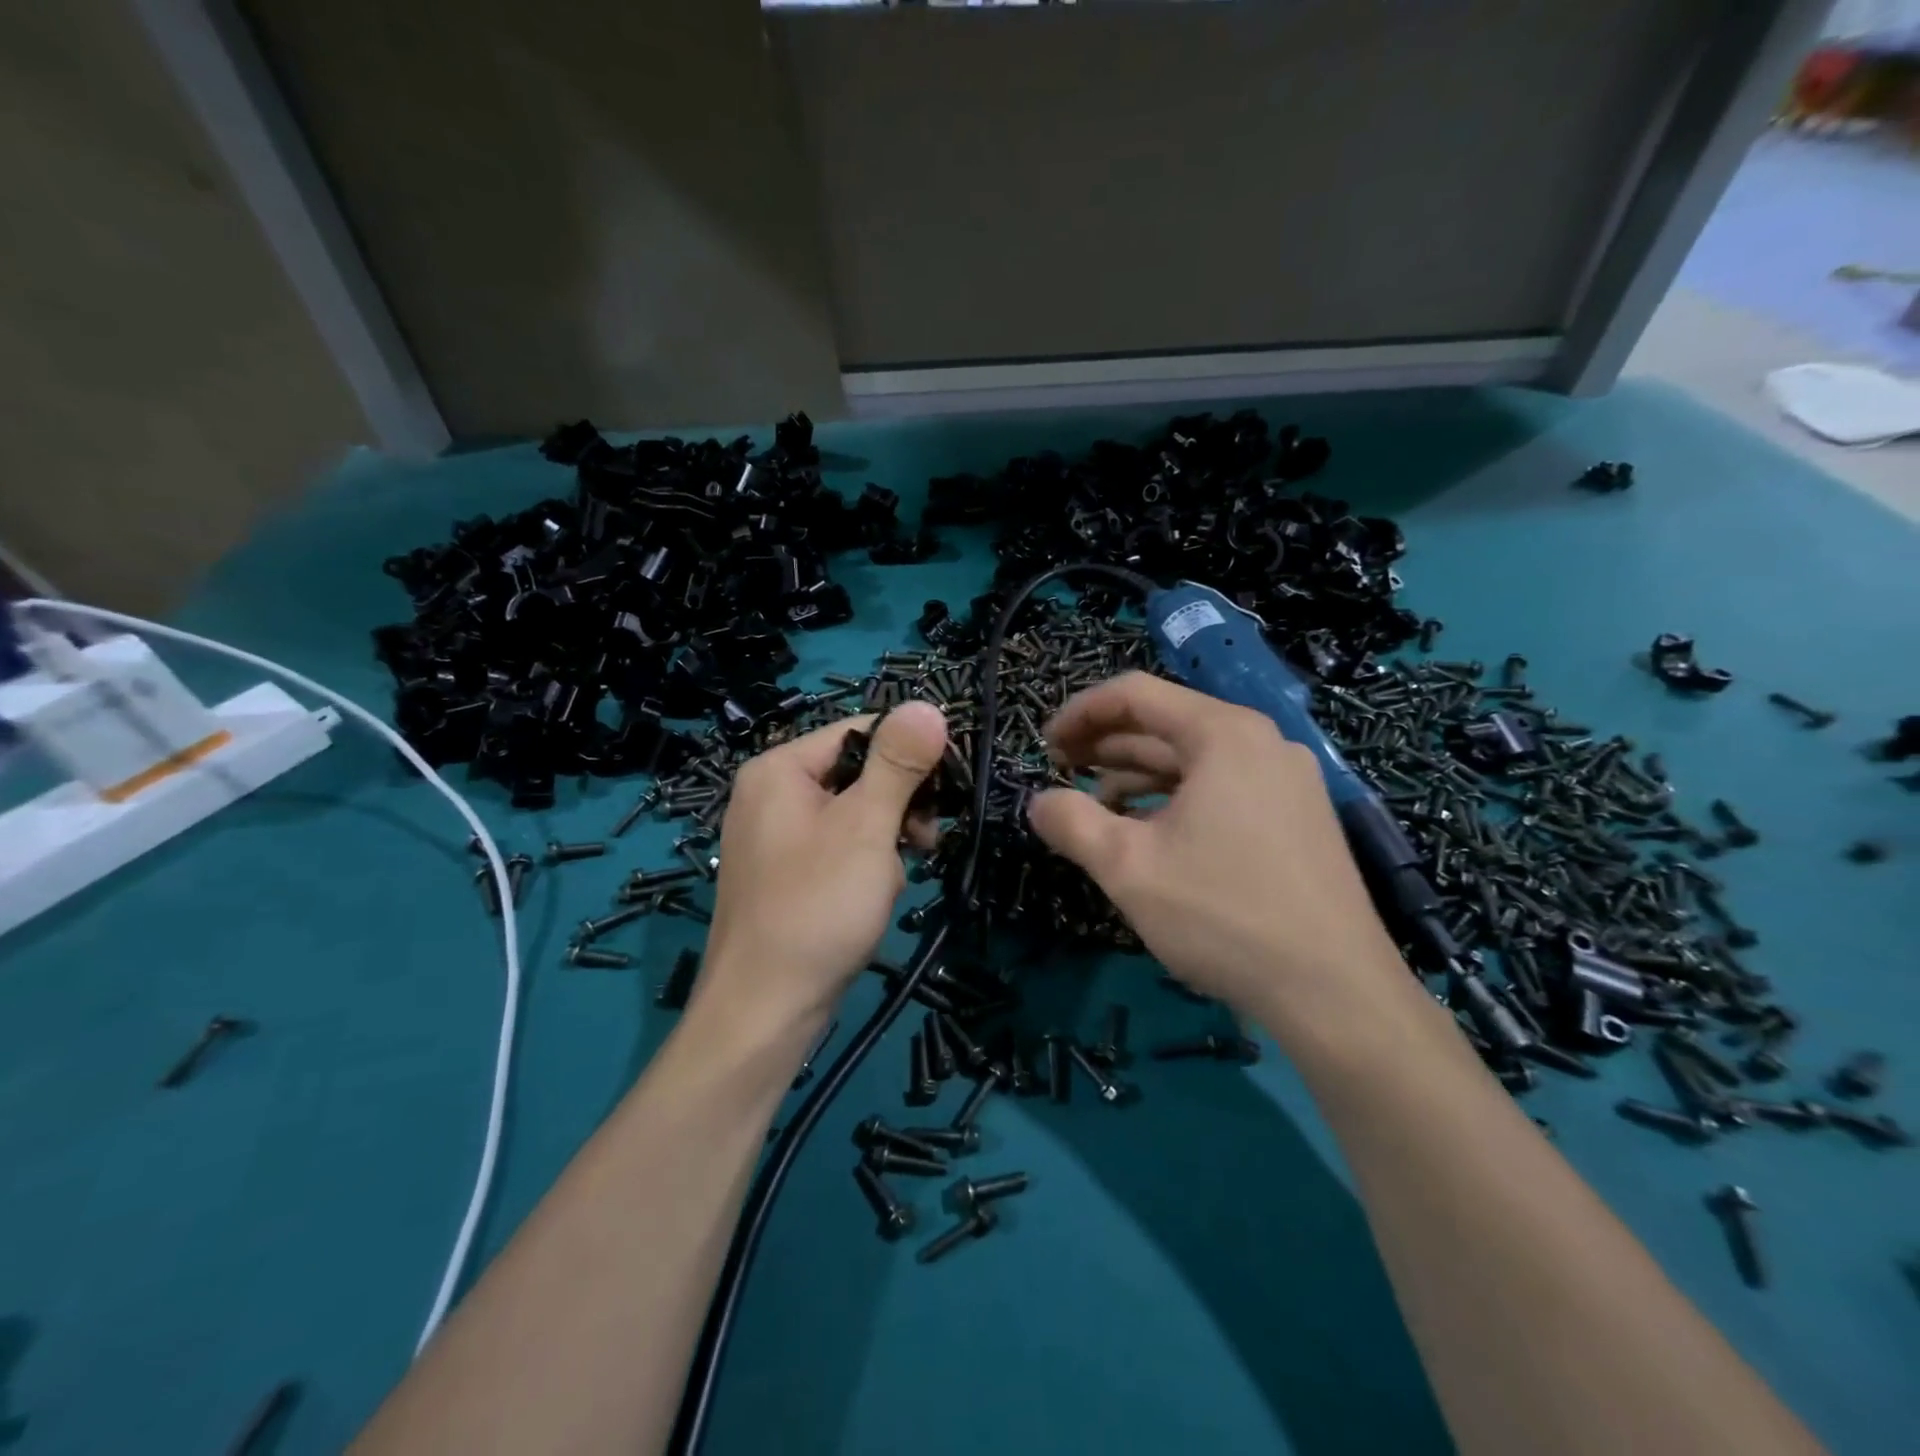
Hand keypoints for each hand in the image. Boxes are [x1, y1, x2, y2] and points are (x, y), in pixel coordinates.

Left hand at [697, 701, 947, 1034]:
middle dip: (898, 804)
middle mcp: (770, 794)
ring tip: (898, 874)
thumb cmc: (817, 906)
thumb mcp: (866, 826)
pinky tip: (878, 893)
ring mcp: (775, 837)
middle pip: (857, 772)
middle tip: (924, 839)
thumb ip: (898, 763)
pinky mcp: (787, 873)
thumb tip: (927, 705)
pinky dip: (866, 862)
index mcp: (779, 769)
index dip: (909, 753)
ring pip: (853, 813)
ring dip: (886, 838)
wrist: (765, 1011)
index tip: (948, 788)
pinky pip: (838, 846)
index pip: (860, 731)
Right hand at [1028, 673, 1406, 1031]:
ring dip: (1137, 774)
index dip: (1080, 713)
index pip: (1135, 694)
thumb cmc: (1223, 915)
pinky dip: (1175, 799)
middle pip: (1166, 723)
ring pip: (1194, 759)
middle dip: (1105, 745)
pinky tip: (1148, 832)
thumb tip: (1038, 803)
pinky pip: (1222, 788)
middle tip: (1059, 772)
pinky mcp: (1297, 817)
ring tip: (1094, 806)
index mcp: (1224, 734)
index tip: (1044, 746)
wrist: (1335, 992)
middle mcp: (1261, 742)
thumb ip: (1072, 823)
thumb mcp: (1128, 867)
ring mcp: (1286, 780)